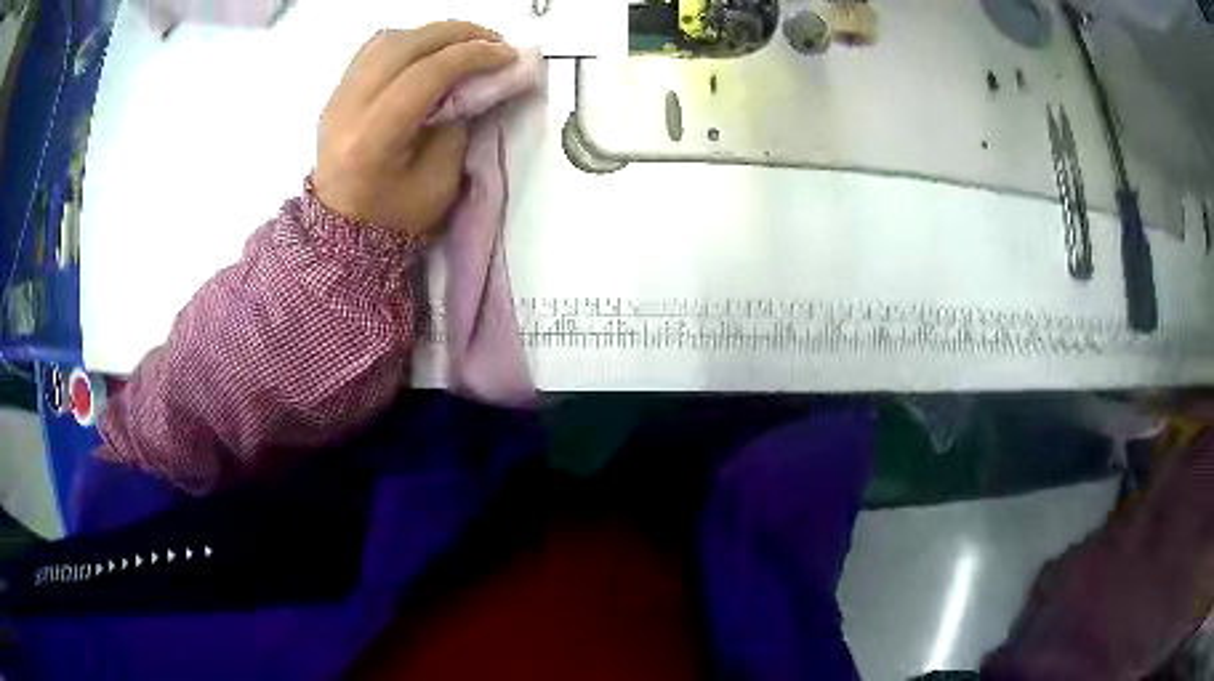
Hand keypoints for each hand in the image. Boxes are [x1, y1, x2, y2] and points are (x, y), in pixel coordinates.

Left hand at [314, 22, 516, 235]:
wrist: (343, 232)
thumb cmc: (395, 218)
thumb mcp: (441, 182)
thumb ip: (459, 124)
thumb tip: (479, 81)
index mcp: (372, 139)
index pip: (425, 74)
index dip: (472, 55)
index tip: (508, 54)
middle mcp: (347, 108)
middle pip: (405, 45)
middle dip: (457, 33)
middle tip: (494, 40)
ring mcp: (337, 97)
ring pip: (388, 40)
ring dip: (433, 33)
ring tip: (466, 42)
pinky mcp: (337, 93)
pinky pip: (373, 49)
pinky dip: (408, 40)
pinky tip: (430, 50)